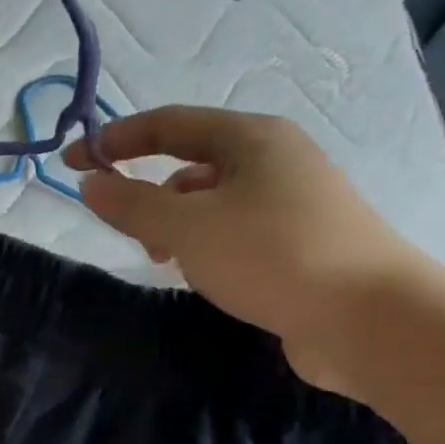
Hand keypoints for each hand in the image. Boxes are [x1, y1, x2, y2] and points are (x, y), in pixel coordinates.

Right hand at [65, 106, 434, 397]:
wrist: (369, 318)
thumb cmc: (272, 256)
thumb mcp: (189, 227)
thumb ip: (133, 204)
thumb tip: (91, 184)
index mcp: (252, 138)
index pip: (169, 125)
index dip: (116, 140)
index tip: (74, 163)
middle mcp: (275, 160)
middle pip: (193, 164)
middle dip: (152, 194)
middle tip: (133, 233)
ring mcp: (294, 203)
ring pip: (215, 204)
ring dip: (181, 226)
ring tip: (171, 263)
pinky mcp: (302, 244)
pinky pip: (238, 233)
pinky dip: (210, 248)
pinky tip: (208, 278)